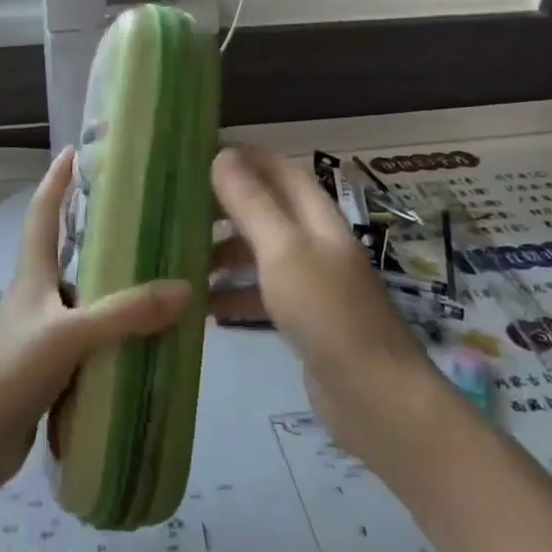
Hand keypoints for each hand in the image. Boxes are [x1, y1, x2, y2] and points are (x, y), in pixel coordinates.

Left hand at [0, 148, 191, 500]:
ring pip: (84, 301)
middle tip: (143, 220)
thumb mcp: (69, 336)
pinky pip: (90, 342)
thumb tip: (183, 289)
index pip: (42, 215)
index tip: (74, 151)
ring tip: (159, 280)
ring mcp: (41, 334)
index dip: (56, 182)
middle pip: (67, 254)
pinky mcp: (50, 369)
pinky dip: (115, 336)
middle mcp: (36, 298)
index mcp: (31, 277)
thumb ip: (124, 314)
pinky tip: (145, 342)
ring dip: (113, 290)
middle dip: (98, 234)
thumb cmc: (11, 374)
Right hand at [210, 145, 444, 472]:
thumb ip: (252, 203)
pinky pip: (260, 294)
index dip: (244, 158)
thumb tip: (223, 154)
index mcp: (317, 218)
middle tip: (178, 213)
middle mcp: (315, 243)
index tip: (197, 157)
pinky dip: (233, 295)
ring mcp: (310, 283)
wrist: (373, 397)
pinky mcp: (302, 319)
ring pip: (258, 254)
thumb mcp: (283, 250)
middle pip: (265, 211)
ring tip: (182, 264)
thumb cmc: (327, 312)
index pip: (279, 170)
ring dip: (223, 255)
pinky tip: (203, 309)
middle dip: (224, 208)